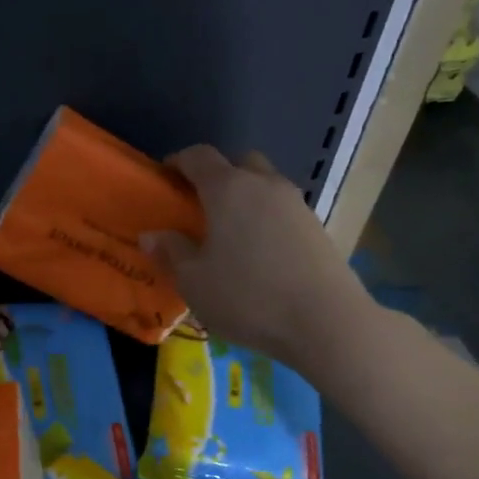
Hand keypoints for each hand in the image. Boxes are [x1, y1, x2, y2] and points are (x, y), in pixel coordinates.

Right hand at [141, 145, 376, 370]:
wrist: (326, 322)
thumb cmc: (247, 297)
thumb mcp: (194, 281)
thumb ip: (171, 252)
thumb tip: (152, 235)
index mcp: (228, 188)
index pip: (198, 156)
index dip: (178, 162)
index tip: (165, 179)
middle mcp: (264, 185)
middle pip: (238, 162)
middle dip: (217, 176)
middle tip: (200, 206)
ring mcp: (296, 204)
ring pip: (264, 185)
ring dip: (245, 197)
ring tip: (230, 233)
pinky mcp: (317, 227)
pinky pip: (282, 210)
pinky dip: (266, 219)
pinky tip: (259, 253)